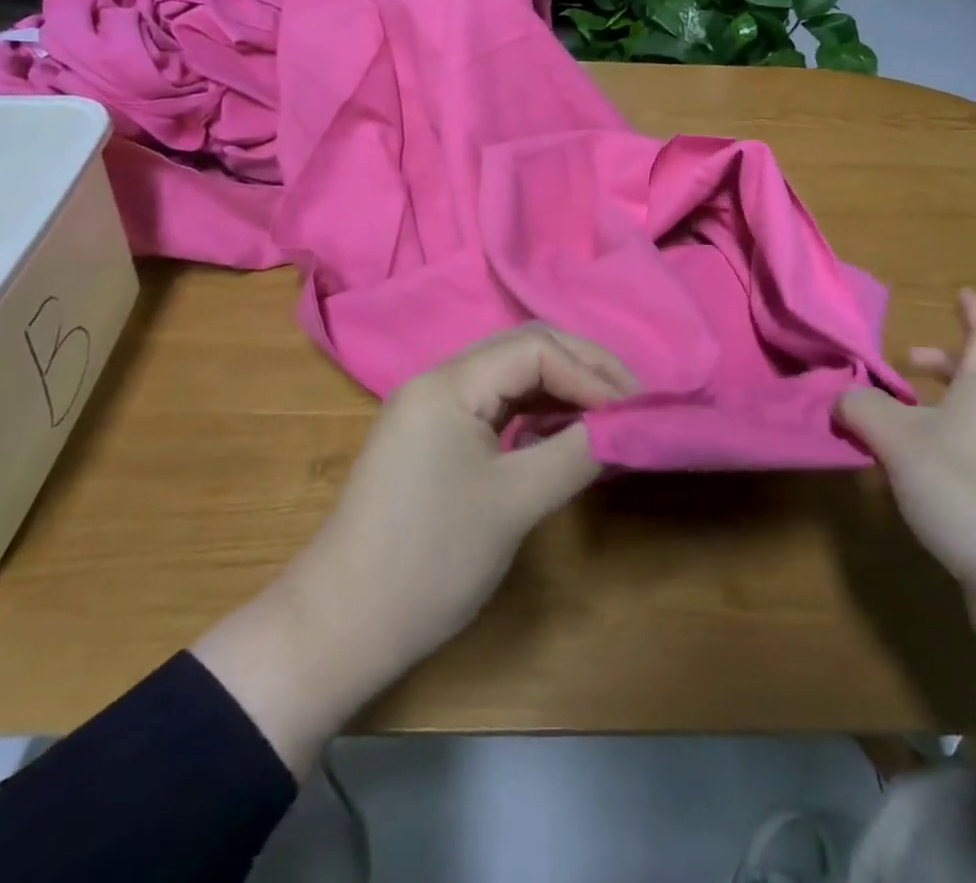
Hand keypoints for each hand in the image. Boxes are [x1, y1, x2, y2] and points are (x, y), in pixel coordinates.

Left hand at [194, 325, 634, 775]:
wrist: (341, 626)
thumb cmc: (429, 559)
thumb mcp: (515, 503)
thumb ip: (577, 453)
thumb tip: (625, 427)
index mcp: (450, 381)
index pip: (537, 349)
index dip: (592, 374)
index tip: (634, 411)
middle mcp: (439, 379)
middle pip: (524, 349)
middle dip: (583, 369)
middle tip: (631, 402)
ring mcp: (432, 408)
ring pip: (510, 376)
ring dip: (561, 389)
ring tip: (607, 415)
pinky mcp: (433, 437)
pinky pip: (495, 405)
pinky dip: (535, 412)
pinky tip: (562, 433)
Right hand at [837, 290, 975, 680]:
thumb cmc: (972, 491)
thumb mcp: (901, 441)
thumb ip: (864, 409)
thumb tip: (843, 396)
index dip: (974, 312)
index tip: (962, 293)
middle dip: (943, 366)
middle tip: (908, 362)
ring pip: (969, 424)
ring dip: (933, 413)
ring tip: (889, 422)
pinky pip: (967, 462)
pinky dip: (936, 454)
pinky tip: (906, 477)